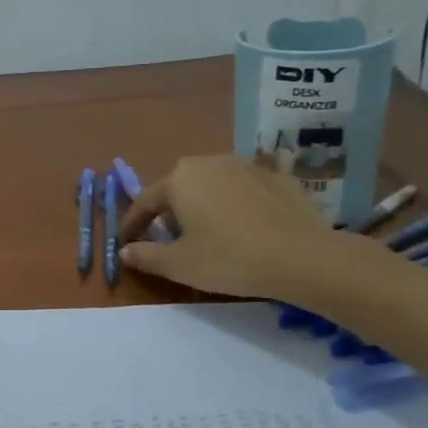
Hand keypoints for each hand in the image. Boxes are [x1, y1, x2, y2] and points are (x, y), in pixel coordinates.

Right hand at [120, 153, 344, 298]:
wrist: (303, 257)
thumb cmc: (229, 259)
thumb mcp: (178, 265)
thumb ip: (145, 256)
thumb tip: (125, 250)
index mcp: (179, 179)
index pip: (145, 201)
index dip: (133, 224)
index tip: (126, 241)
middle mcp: (210, 162)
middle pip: (179, 188)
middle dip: (170, 211)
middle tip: (170, 239)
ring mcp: (247, 165)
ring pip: (213, 184)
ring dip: (205, 203)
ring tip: (209, 230)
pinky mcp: (279, 176)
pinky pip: (247, 188)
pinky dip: (239, 202)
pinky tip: (246, 221)